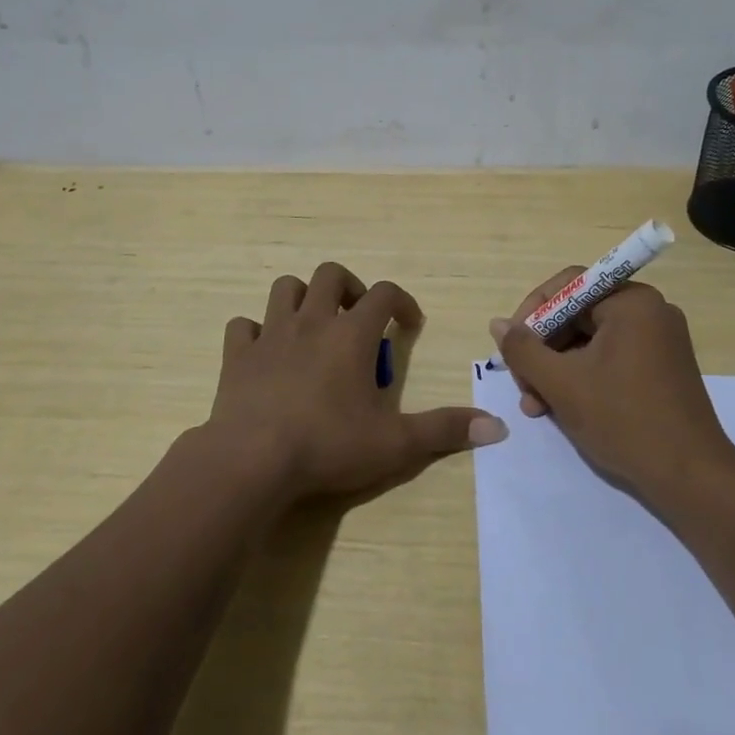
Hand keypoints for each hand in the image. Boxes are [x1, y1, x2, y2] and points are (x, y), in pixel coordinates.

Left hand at [209, 262, 506, 502]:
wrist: (253, 460)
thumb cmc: (328, 445)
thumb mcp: (396, 443)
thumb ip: (444, 430)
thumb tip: (497, 427)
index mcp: (351, 334)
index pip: (384, 293)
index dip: (402, 301)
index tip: (409, 323)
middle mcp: (311, 321)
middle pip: (330, 274)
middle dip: (349, 287)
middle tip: (359, 317)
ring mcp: (270, 335)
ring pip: (285, 288)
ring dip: (302, 298)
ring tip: (314, 325)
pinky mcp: (237, 355)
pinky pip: (242, 326)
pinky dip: (255, 331)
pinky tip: (266, 353)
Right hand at [489, 269, 734, 501]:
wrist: (692, 479)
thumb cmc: (624, 420)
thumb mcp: (562, 384)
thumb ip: (523, 350)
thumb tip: (497, 324)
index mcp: (631, 302)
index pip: (568, 286)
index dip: (532, 311)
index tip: (511, 344)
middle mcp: (649, 312)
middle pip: (578, 314)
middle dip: (543, 348)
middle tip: (521, 381)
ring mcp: (658, 341)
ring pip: (590, 341)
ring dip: (557, 368)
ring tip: (535, 404)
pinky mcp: (661, 369)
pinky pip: (610, 358)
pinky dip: (582, 377)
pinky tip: (560, 408)